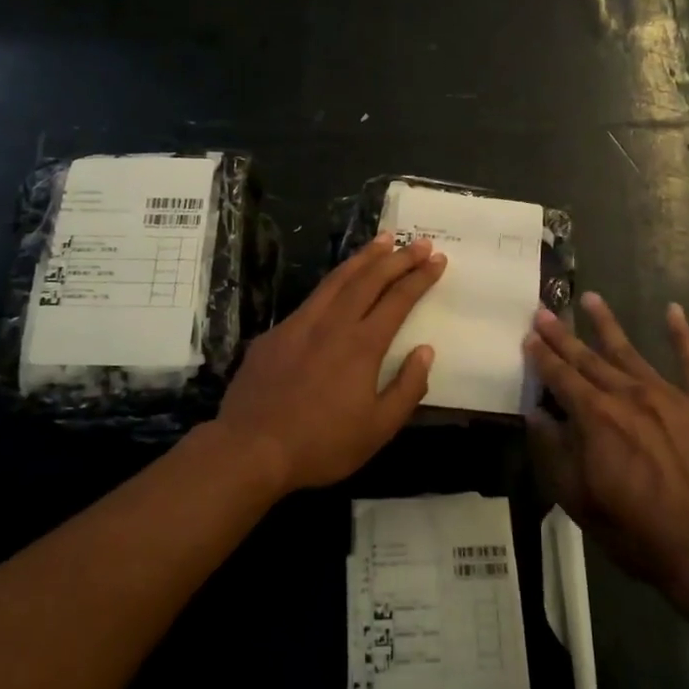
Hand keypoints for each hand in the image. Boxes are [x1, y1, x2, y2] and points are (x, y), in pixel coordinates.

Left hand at [217, 234, 445, 491]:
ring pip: (337, 280)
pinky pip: (311, 298)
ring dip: (364, 257)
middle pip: (369, 279)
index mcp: (362, 346)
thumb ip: (407, 388)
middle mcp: (332, 324)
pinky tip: (338, 283)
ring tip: (382, 240)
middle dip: (398, 257)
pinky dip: (333, 281)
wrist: (251, 448)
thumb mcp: (378, 429)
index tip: (438, 259)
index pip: (398, 299)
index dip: (420, 277)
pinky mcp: (275, 333)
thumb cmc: (321, 444)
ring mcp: (299, 324)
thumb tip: (425, 352)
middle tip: (419, 242)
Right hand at [524, 294, 688, 603]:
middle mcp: (628, 395)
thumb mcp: (577, 498)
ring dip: (608, 324)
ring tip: (591, 297)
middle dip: (563, 335)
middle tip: (543, 310)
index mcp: (595, 417)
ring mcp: (668, 396)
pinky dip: (683, 336)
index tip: (527, 337)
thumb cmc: (634, 530)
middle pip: (589, 359)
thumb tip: (536, 415)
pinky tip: (674, 310)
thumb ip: (554, 452)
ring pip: (630, 352)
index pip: (561, 378)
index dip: (542, 357)